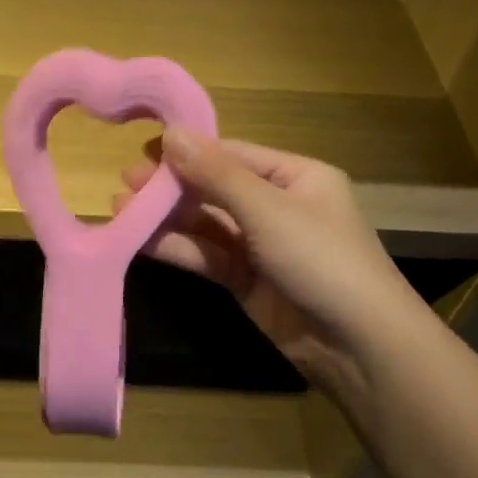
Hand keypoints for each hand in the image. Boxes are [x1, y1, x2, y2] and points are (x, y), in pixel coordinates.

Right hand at [114, 131, 416, 398]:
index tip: (142, 150)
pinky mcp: (245, 280)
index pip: (233, 154)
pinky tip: (141, 241)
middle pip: (214, 188)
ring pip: (205, 224)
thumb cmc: (322, 259)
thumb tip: (171, 133)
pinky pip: (205, 255)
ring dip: (166, 218)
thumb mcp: (269, 210)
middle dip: (171, 186)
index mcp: (295, 176)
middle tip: (124, 183)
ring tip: (120, 209)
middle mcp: (276, 205)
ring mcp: (259, 245)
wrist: (357, 344)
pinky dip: (176, 248)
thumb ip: (216, 174)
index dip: (188, 151)